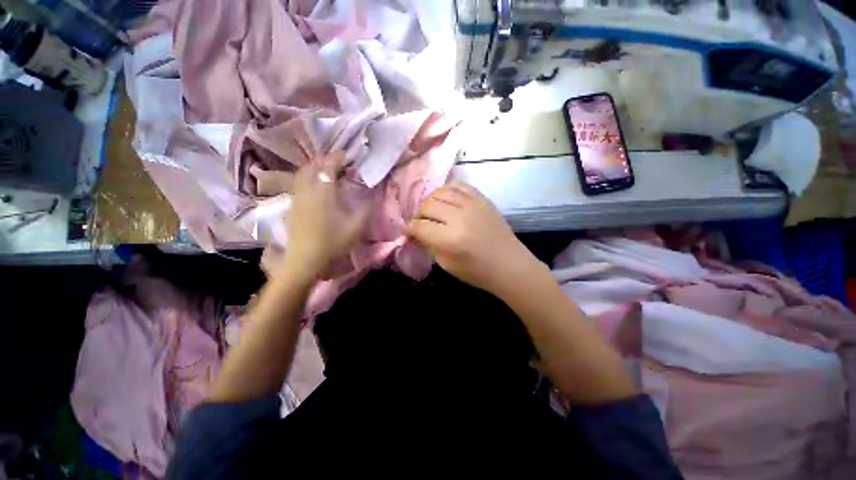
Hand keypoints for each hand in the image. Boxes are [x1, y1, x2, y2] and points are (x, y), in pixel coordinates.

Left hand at [283, 151, 369, 280]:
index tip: (347, 156)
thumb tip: (369, 194)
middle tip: (339, 164)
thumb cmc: (332, 242)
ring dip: (315, 168)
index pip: (328, 166)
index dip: (337, 158)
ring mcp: (297, 197)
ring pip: (303, 174)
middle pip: (312, 166)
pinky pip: (299, 183)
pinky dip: (308, 178)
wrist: (305, 260)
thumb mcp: (356, 226)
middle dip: (325, 161)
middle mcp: (307, 190)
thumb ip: (365, 208)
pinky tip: (317, 187)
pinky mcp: (293, 206)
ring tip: (328, 172)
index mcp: (323, 192)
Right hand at [406, 183, 544, 295]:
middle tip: (421, 223)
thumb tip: (415, 232)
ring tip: (432, 211)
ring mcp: (472, 205)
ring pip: (440, 192)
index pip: (420, 226)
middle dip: (419, 215)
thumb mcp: (447, 264)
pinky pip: (459, 186)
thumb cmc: (477, 271)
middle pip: (428, 206)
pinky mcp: (482, 199)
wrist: (509, 264)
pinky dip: (448, 190)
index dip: (409, 228)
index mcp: (450, 239)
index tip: (408, 231)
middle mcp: (459, 217)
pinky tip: (446, 199)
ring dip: (431, 201)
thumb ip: (429, 245)